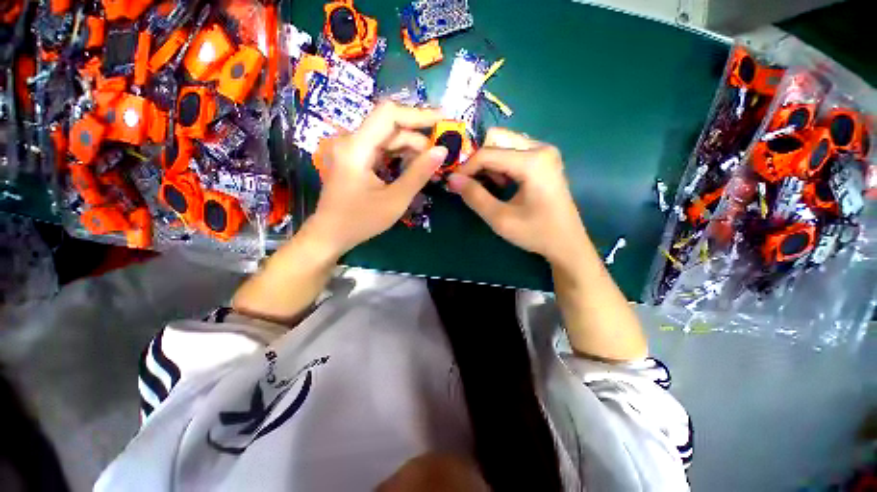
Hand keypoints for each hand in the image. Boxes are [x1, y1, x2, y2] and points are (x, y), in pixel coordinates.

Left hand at [305, 102, 447, 255]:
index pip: (389, 114)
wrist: (330, 235)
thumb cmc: (361, 221)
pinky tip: (412, 169)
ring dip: (410, 150)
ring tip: (429, 167)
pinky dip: (398, 157)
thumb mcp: (395, 200)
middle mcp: (351, 141)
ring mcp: (351, 149)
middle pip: (390, 127)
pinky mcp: (354, 159)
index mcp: (356, 147)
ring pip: (387, 138)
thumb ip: (418, 174)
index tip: (443, 119)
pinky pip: (381, 150)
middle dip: (417, 140)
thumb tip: (442, 151)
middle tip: (439, 158)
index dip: (418, 114)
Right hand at [447, 128, 587, 266]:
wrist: (567, 243)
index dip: (466, 167)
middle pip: (497, 138)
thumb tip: (452, 180)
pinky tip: (503, 184)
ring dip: (490, 163)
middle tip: (472, 183)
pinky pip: (514, 151)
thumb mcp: (501, 219)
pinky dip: (501, 164)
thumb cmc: (536, 233)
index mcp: (533, 162)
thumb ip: (475, 197)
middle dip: (479, 160)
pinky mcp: (544, 159)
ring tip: (489, 187)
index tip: (454, 184)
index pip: (488, 153)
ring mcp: (545, 152)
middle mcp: (541, 148)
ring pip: (504, 143)